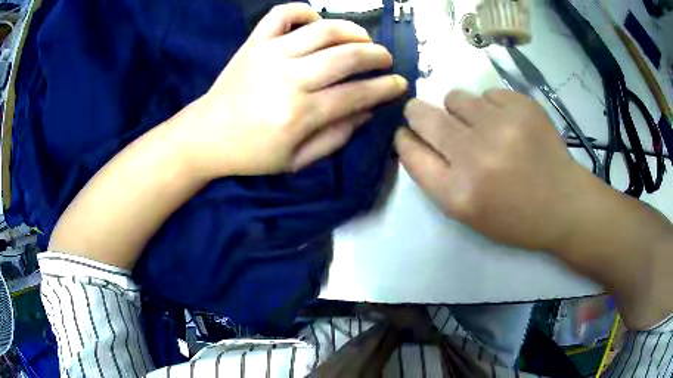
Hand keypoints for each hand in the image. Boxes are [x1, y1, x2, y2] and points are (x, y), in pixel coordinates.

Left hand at [174, 3, 407, 176]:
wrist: (206, 135)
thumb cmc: (252, 153)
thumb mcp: (297, 160)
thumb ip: (336, 137)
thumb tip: (367, 111)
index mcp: (300, 114)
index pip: (357, 94)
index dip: (385, 88)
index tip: (399, 84)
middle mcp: (289, 78)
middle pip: (347, 55)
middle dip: (377, 55)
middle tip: (385, 60)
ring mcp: (270, 54)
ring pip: (323, 30)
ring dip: (352, 31)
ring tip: (362, 40)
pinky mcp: (255, 42)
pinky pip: (283, 13)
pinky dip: (304, 11)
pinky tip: (316, 22)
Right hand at [395, 89, 592, 251]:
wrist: (563, 203)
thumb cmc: (515, 216)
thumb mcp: (468, 213)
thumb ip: (437, 177)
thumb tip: (414, 138)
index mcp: (458, 193)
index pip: (411, 153)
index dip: (404, 139)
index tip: (406, 132)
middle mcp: (475, 157)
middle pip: (423, 116)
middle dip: (418, 113)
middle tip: (425, 113)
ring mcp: (501, 126)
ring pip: (455, 97)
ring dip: (459, 109)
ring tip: (480, 125)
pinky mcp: (522, 106)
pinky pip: (487, 93)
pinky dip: (490, 106)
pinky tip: (507, 124)